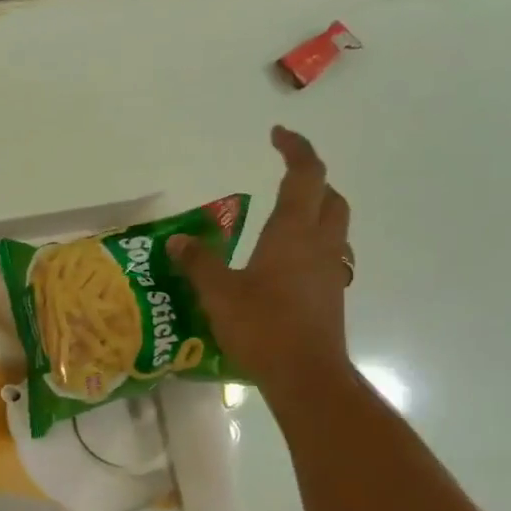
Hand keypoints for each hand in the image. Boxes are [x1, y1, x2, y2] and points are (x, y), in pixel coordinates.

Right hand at [171, 125, 352, 398]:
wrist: (306, 375)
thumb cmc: (263, 326)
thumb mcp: (218, 293)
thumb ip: (198, 263)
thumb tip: (177, 241)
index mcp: (293, 232)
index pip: (305, 175)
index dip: (295, 149)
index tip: (277, 134)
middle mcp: (320, 244)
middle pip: (329, 196)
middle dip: (310, 179)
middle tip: (283, 176)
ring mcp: (330, 270)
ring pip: (333, 225)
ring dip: (315, 210)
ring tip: (283, 218)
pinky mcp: (330, 295)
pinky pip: (326, 254)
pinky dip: (310, 243)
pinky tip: (284, 263)